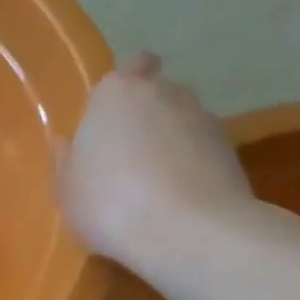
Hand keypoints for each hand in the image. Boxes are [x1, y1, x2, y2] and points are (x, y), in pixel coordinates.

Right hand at [57, 52, 255, 269]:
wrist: (188, 232)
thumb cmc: (109, 203)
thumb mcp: (67, 188)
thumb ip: (66, 159)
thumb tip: (68, 141)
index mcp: (116, 93)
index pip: (128, 66)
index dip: (120, 90)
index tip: (108, 119)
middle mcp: (165, 93)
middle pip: (156, 93)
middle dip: (145, 115)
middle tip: (125, 155)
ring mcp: (205, 119)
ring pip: (181, 122)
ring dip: (169, 142)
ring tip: (152, 184)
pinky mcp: (232, 150)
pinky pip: (201, 151)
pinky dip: (191, 166)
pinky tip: (176, 200)